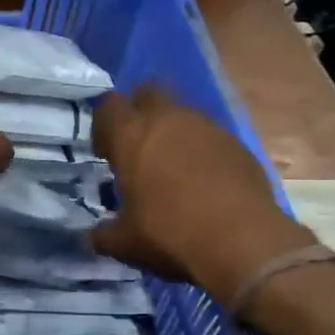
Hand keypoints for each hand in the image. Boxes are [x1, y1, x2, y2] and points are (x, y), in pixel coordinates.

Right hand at [90, 85, 315, 303]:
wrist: (242, 241)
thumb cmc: (169, 233)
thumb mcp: (124, 242)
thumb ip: (103, 234)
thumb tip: (93, 237)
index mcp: (132, 135)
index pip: (110, 106)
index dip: (105, 125)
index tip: (107, 153)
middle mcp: (170, 120)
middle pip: (149, 92)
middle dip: (140, 112)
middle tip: (138, 148)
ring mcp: (208, 128)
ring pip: (184, 114)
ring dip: (174, 132)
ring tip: (173, 170)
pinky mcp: (238, 144)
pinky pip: (212, 137)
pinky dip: (203, 152)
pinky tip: (205, 184)